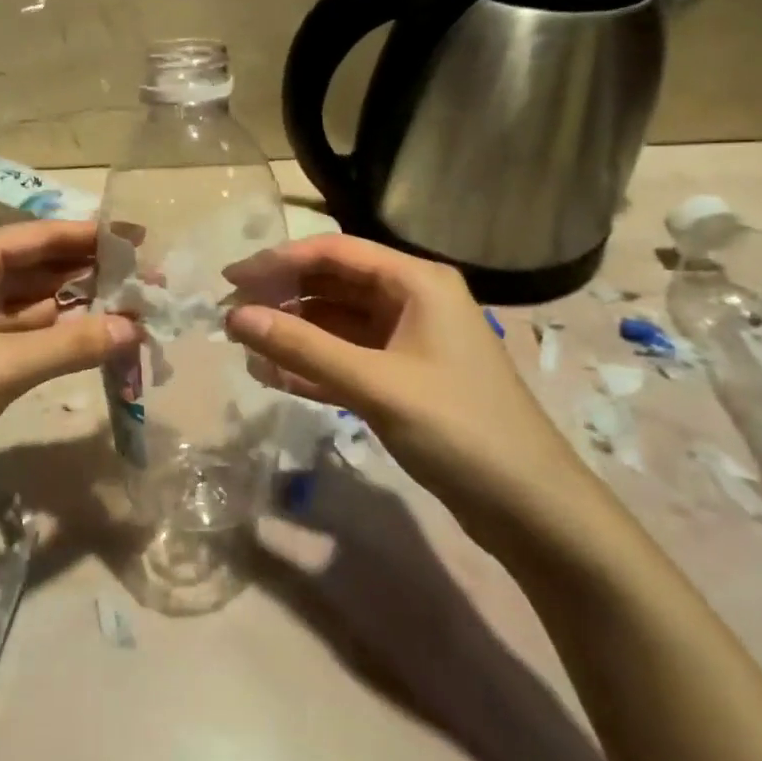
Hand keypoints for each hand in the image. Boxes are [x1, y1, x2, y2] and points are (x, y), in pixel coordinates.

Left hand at [0, 221, 134, 494]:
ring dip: (75, 306)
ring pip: (30, 300)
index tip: (141, 240)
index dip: (91, 237)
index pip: (39, 236)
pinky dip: (53, 334)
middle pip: (36, 265)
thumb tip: (136, 329)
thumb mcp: (3, 366)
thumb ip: (73, 344)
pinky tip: (90, 337)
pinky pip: (18, 330)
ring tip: (131, 308)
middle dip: (89, 273)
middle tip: (146, 281)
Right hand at [225, 235, 596, 544]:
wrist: (531, 508)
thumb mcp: (375, 384)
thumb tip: (234, 318)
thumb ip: (302, 348)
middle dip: (281, 296)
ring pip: (335, 322)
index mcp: (416, 282)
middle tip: (231, 315)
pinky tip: (272, 374)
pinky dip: (310, 363)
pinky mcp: (402, 378)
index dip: (277, 261)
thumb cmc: (458, 429)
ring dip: (292, 331)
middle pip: (332, 283)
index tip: (230, 280)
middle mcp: (411, 301)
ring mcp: (407, 341)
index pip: (334, 252)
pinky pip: (345, 358)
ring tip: (243, 344)